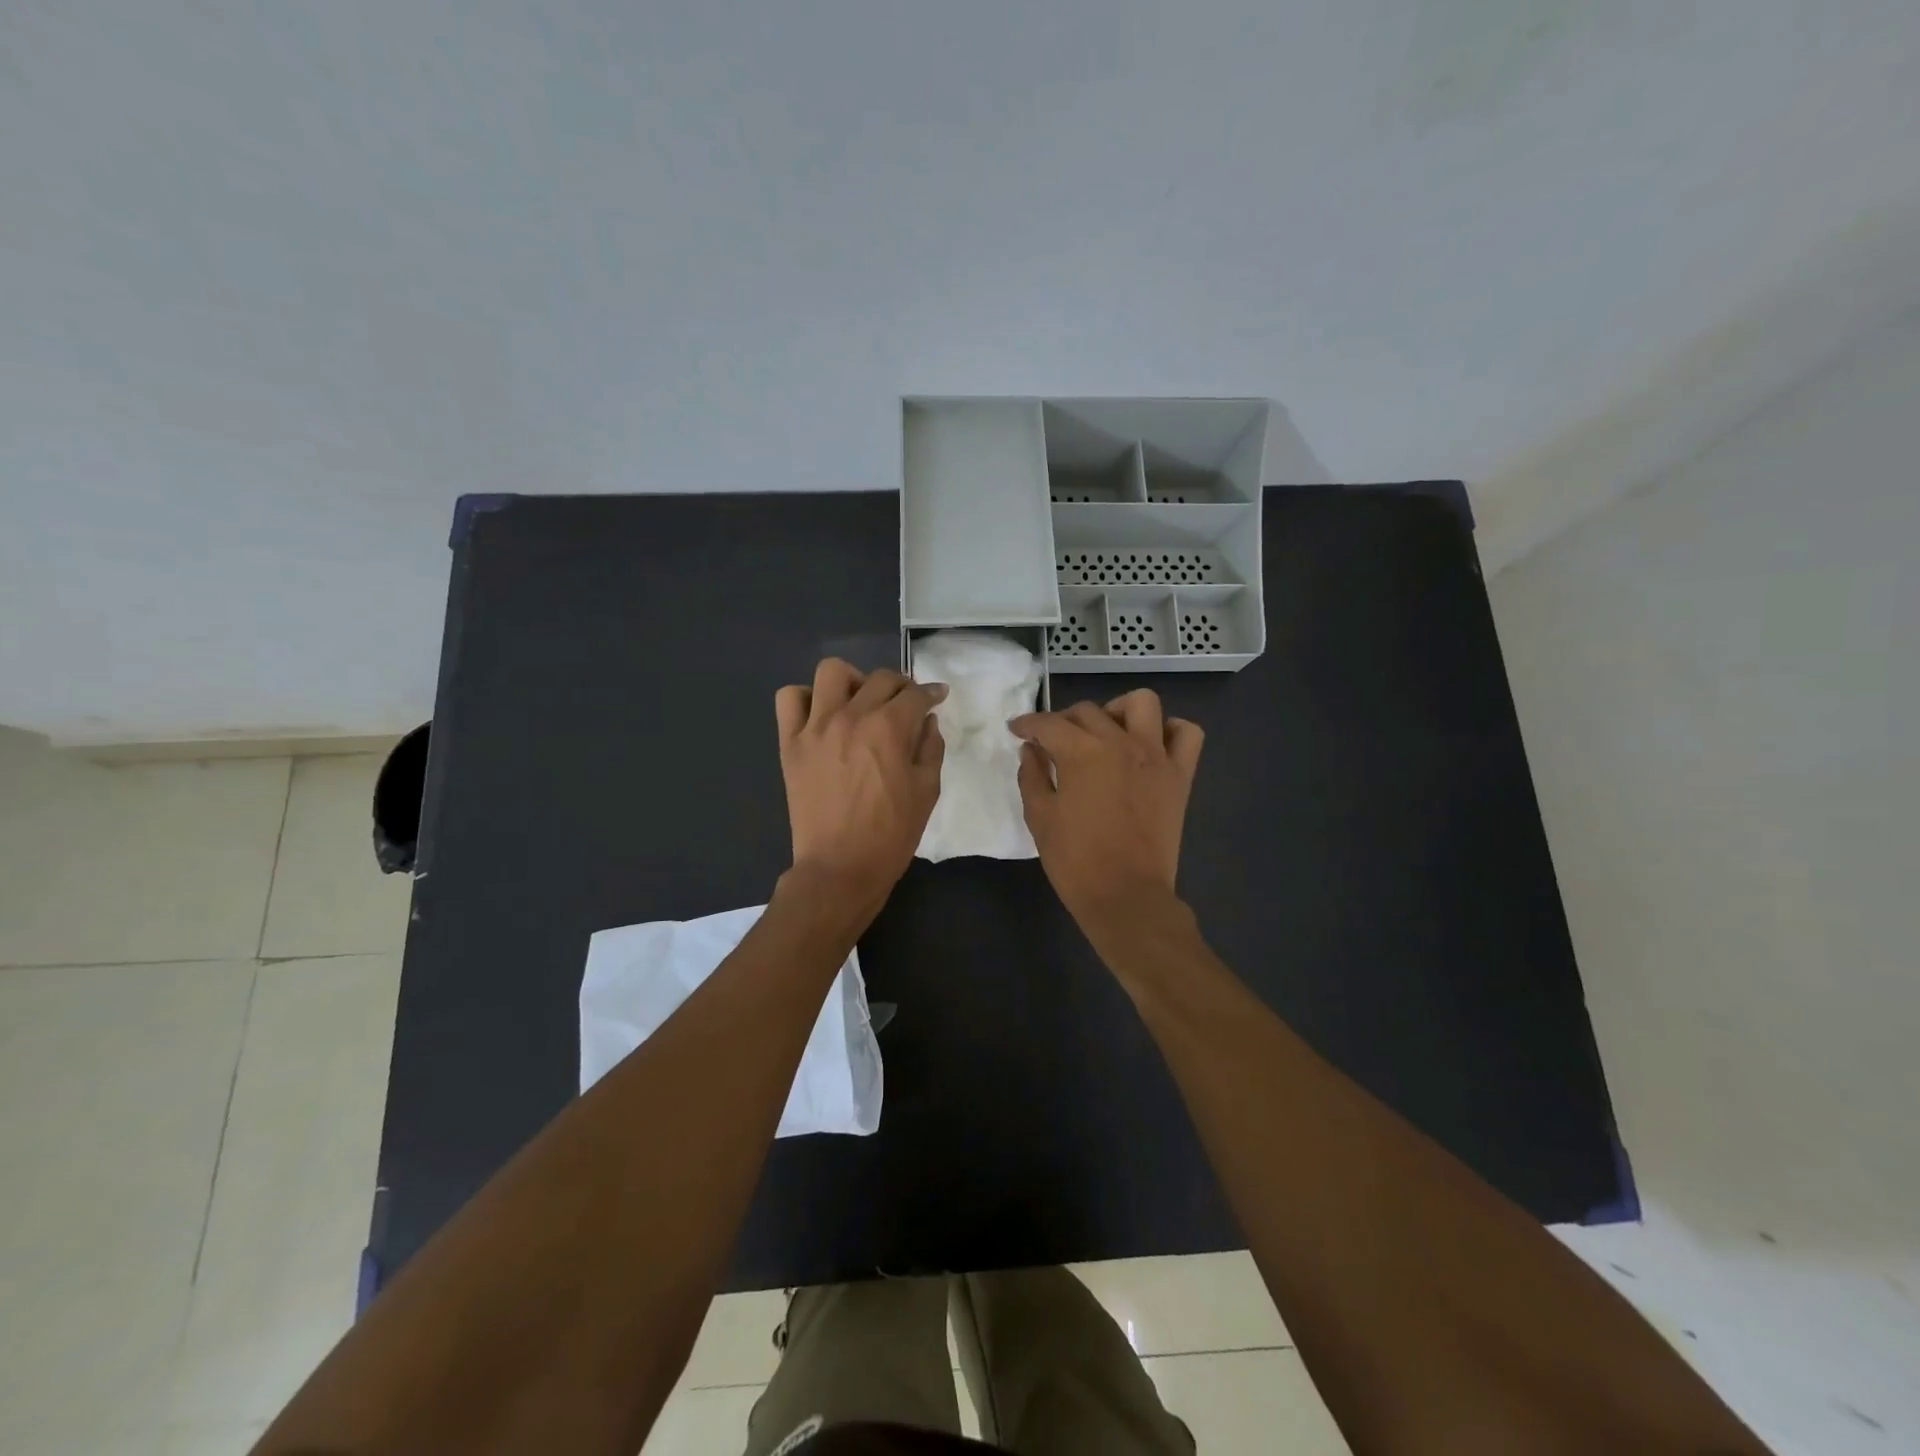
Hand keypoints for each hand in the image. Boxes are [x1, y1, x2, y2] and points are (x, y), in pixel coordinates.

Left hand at [775, 659, 946, 916]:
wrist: (840, 868)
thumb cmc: (891, 834)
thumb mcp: (927, 791)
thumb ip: (930, 748)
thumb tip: (927, 722)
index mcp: (889, 729)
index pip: (915, 695)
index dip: (931, 693)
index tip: (937, 697)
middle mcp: (851, 717)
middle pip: (880, 679)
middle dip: (900, 687)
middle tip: (905, 705)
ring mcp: (815, 727)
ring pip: (831, 673)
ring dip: (852, 681)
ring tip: (859, 703)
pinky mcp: (790, 743)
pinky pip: (789, 699)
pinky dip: (806, 699)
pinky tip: (821, 716)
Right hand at [1010, 691, 1203, 930]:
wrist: (1126, 896)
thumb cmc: (1075, 860)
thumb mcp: (1040, 817)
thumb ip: (1032, 776)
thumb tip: (1032, 750)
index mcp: (1082, 753)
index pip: (1049, 724)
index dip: (1027, 723)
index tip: (1016, 730)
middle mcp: (1121, 743)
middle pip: (1088, 711)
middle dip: (1063, 721)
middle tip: (1053, 743)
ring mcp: (1156, 756)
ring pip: (1142, 703)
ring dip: (1118, 711)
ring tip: (1105, 733)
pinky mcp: (1180, 775)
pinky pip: (1186, 734)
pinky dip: (1168, 731)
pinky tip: (1150, 746)